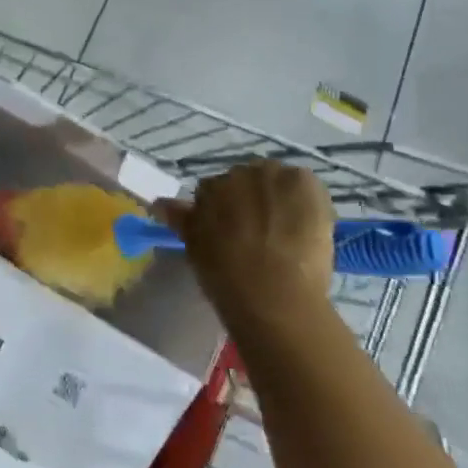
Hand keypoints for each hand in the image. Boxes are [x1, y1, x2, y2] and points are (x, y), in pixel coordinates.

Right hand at [159, 162, 334, 330]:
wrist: (273, 295)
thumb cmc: (226, 277)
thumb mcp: (196, 247)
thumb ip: (180, 219)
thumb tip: (159, 203)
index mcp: (208, 189)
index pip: (213, 191)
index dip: (225, 212)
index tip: (233, 234)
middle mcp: (237, 173)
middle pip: (245, 181)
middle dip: (251, 200)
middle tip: (260, 234)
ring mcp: (271, 176)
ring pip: (275, 181)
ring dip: (279, 198)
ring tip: (288, 231)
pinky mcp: (303, 182)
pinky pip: (305, 185)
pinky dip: (307, 201)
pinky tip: (308, 226)